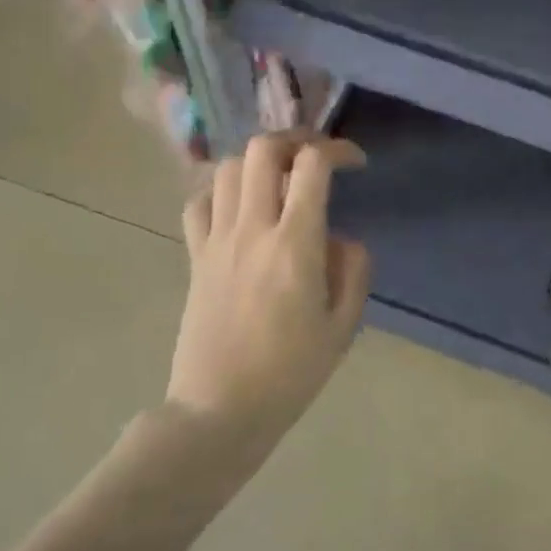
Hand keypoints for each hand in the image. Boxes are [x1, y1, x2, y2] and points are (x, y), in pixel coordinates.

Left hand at [167, 133, 371, 452]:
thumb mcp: (343, 326)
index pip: (312, 166)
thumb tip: (340, 238)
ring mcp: (216, 241)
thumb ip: (353, 270)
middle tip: (314, 157)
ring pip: (227, 168)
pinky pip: (198, 203)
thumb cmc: (290, 373)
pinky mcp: (194, 258)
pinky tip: (238, 206)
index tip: (355, 162)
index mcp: (295, 244)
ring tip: (279, 178)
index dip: (338, 149)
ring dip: (257, 161)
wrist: (220, 410)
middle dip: (294, 140)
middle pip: (262, 150)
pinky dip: (220, 191)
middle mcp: (252, 229)